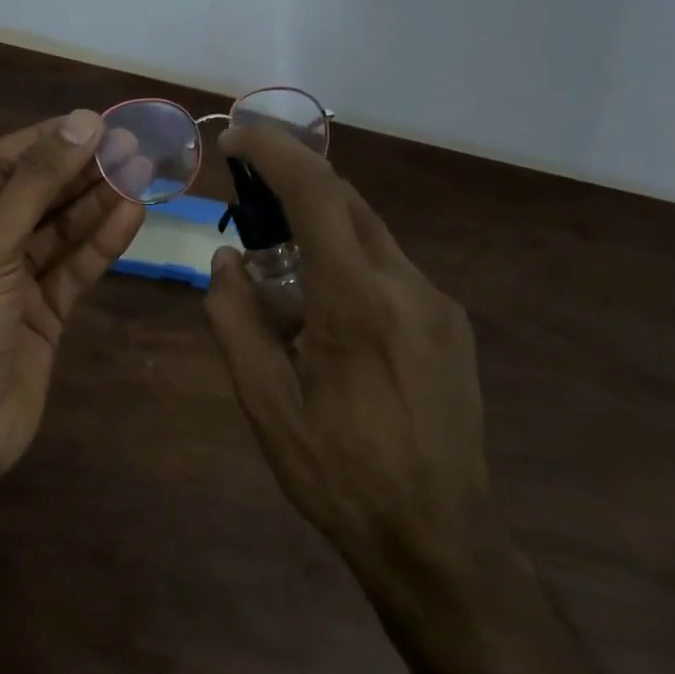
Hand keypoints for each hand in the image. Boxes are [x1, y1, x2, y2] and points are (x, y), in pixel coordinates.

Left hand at [0, 110, 145, 479]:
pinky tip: (132, 215)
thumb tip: (83, 122)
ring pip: (59, 231)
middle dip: (80, 171)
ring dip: (97, 203)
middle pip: (35, 194)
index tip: (96, 122)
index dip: (47, 140)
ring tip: (141, 173)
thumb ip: (37, 183)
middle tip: (132, 146)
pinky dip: (100, 243)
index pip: (0, 162)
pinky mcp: (41, 312)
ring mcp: (10, 279)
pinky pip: (73, 268)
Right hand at [202, 124, 493, 569]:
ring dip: (321, 227)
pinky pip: (390, 269)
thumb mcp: (265, 405)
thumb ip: (235, 321)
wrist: (438, 538)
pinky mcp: (450, 325)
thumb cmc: (339, 475)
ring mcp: (437, 305)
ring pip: (371, 235)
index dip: (276, 152)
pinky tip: (325, 312)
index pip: (318, 195)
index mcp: (356, 304)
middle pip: (349, 202)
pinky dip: (348, 262)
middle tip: (247, 192)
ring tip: (278, 268)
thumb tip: (225, 260)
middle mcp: (407, 287)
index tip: (239, 135)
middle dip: (295, 181)